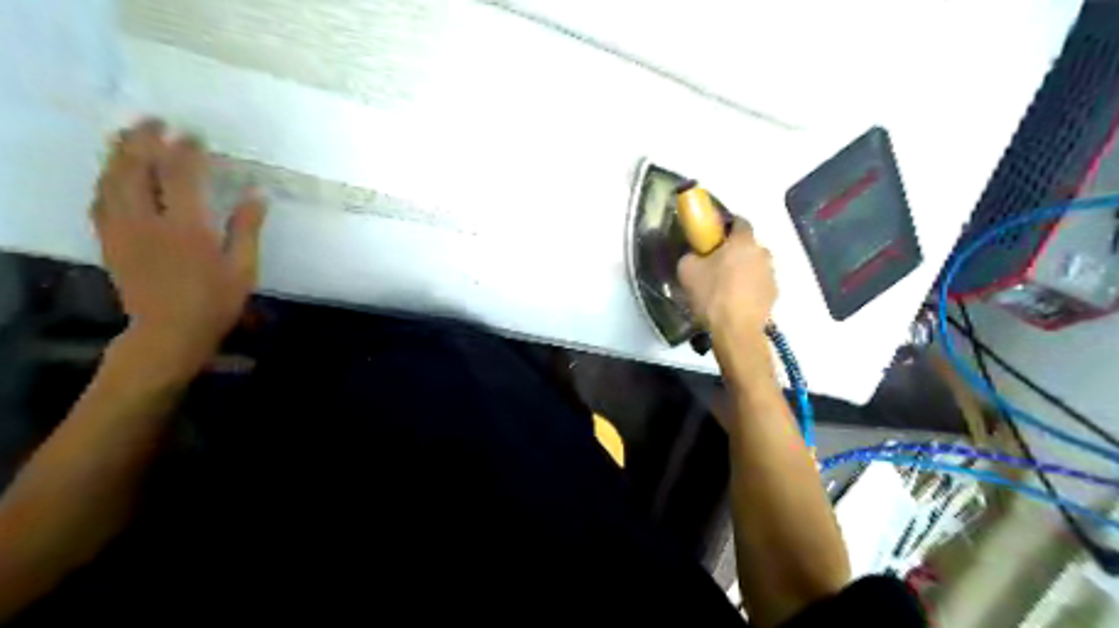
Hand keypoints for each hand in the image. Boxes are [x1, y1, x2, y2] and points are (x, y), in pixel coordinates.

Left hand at [90, 118, 263, 372]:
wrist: (169, 331)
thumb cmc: (215, 301)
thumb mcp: (242, 268)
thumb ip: (246, 228)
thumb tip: (258, 194)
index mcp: (186, 228)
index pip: (180, 176)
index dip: (186, 152)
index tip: (195, 136)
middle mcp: (147, 221)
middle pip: (136, 169)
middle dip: (145, 141)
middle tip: (156, 122)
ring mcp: (122, 230)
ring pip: (111, 180)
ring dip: (120, 153)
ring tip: (131, 136)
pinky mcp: (109, 240)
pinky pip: (100, 200)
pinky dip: (107, 180)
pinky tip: (115, 174)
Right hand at [672, 219, 780, 338]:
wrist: (735, 330)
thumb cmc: (711, 295)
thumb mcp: (687, 271)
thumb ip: (691, 255)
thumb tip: (695, 255)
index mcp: (743, 241)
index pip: (739, 221)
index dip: (725, 226)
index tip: (712, 236)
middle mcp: (762, 252)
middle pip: (747, 245)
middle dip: (734, 251)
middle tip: (716, 264)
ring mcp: (771, 274)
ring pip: (755, 265)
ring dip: (743, 270)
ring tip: (726, 286)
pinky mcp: (774, 294)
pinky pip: (759, 284)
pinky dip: (749, 288)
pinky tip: (735, 301)